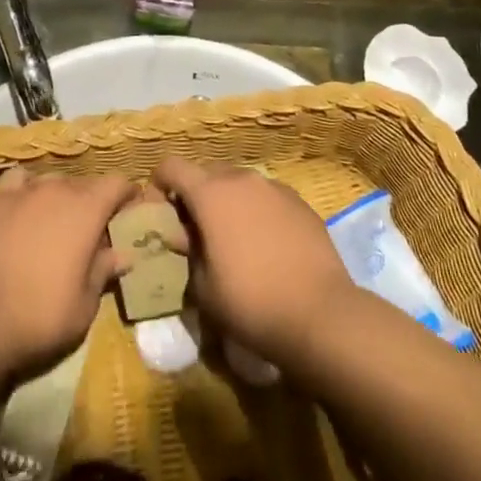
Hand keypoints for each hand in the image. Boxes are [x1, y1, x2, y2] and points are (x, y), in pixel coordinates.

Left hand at [0, 167, 138, 383]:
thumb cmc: (39, 315)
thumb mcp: (84, 305)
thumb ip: (104, 271)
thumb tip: (123, 254)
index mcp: (87, 209)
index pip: (118, 183)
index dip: (127, 195)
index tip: (129, 213)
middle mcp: (58, 188)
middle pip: (85, 183)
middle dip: (93, 202)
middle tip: (91, 231)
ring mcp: (24, 190)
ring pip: (53, 181)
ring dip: (61, 197)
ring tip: (56, 222)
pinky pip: (19, 181)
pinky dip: (27, 189)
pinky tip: (23, 207)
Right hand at [153, 156, 353, 368]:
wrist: (321, 314)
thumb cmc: (251, 302)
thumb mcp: (203, 287)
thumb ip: (188, 251)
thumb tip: (186, 236)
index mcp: (211, 193)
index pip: (172, 166)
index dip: (159, 183)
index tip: (161, 211)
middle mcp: (242, 179)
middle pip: (207, 171)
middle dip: (196, 193)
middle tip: (196, 230)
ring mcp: (274, 187)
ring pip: (240, 182)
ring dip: (228, 201)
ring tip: (233, 238)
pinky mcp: (300, 202)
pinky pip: (266, 197)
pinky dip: (257, 211)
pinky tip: (266, 245)